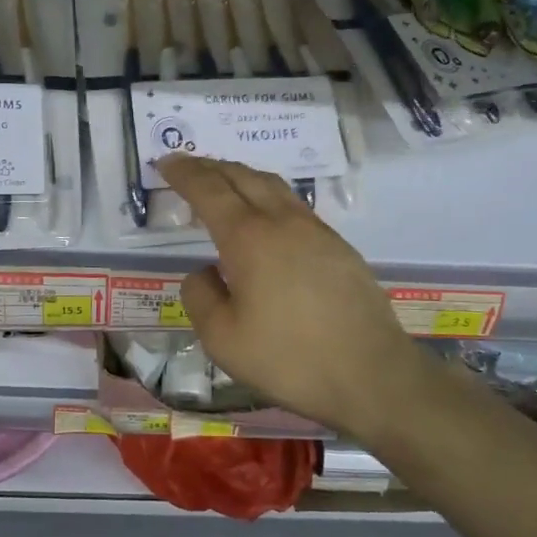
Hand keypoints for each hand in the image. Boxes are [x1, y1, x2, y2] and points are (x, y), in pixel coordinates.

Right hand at [156, 154, 435, 440]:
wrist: (371, 373)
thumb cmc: (289, 359)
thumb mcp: (222, 339)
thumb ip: (200, 297)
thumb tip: (204, 272)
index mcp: (248, 238)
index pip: (209, 190)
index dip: (184, 173)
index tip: (165, 162)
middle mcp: (282, 222)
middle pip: (242, 177)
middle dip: (210, 166)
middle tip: (188, 166)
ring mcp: (316, 231)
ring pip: (272, 186)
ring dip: (241, 176)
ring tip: (223, 181)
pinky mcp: (338, 246)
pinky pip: (294, 204)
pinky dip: (268, 195)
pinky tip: (266, 215)